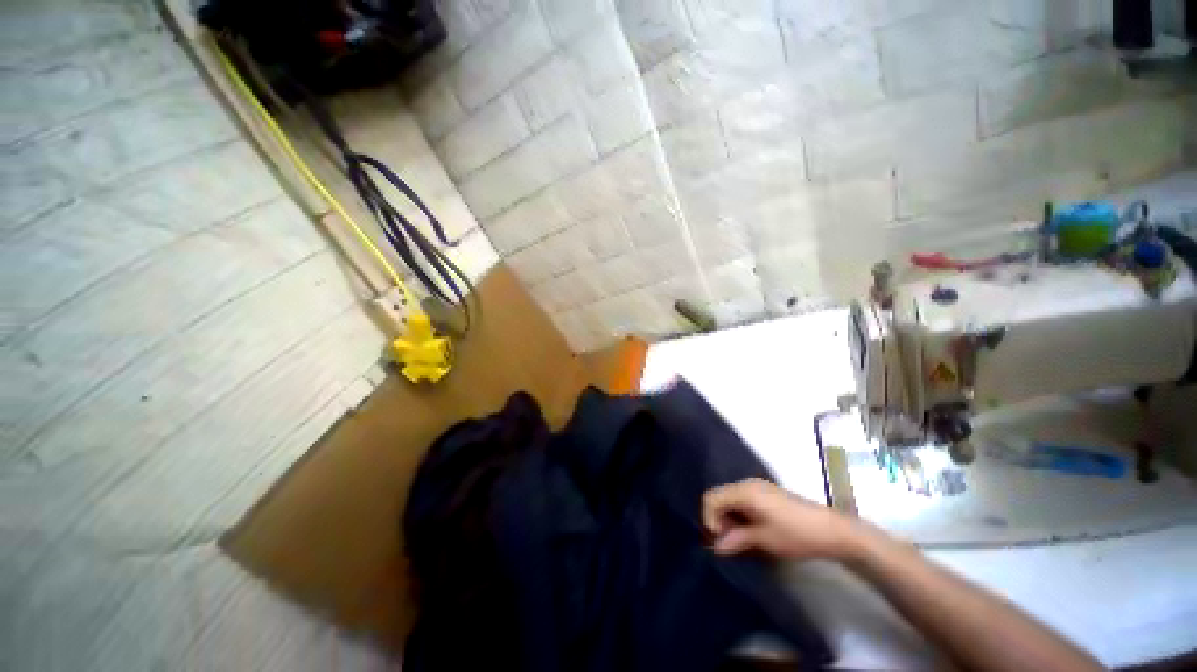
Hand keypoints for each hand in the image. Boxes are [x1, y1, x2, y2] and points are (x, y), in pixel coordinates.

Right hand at [703, 478, 858, 559]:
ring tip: (741, 541)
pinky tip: (751, 532)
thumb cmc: (796, 534)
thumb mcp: (764, 540)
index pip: (712, 498)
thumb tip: (715, 546)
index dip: (709, 519)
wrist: (832, 530)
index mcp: (744, 491)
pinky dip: (740, 516)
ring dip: (729, 520)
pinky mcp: (766, 494)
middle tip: (729, 544)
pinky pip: (742, 501)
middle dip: (719, 520)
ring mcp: (757, 487)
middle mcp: (746, 484)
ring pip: (730, 500)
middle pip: (719, 497)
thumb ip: (736, 539)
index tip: (719, 541)